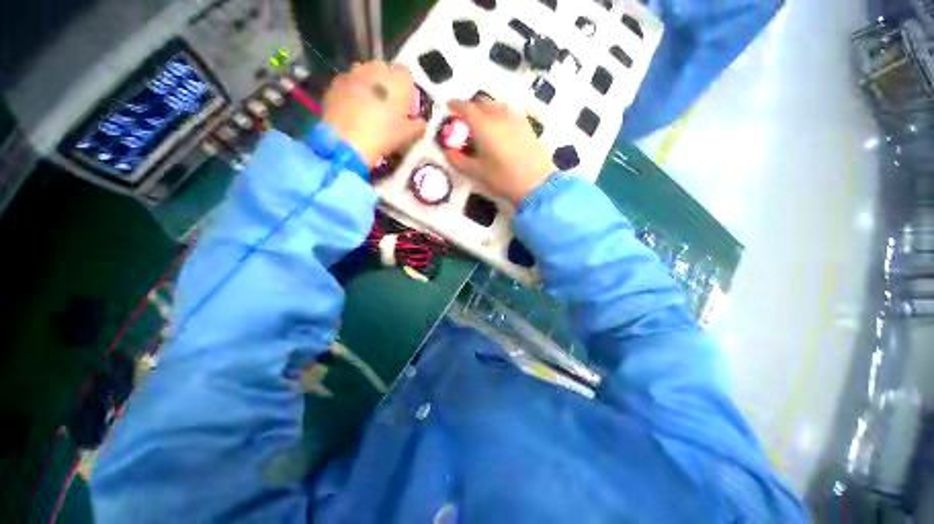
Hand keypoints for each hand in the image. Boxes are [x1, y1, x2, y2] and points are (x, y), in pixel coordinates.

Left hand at [322, 62, 426, 166]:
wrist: (347, 141)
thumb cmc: (384, 135)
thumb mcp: (408, 135)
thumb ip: (418, 126)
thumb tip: (421, 122)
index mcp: (398, 79)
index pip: (406, 74)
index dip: (406, 90)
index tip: (405, 107)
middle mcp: (375, 68)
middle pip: (384, 71)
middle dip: (386, 85)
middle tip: (386, 108)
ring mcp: (353, 73)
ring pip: (364, 75)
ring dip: (368, 87)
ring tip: (367, 109)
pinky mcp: (335, 83)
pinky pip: (348, 84)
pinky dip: (351, 93)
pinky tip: (352, 112)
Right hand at [444, 99, 554, 204]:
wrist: (536, 183)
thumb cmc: (503, 178)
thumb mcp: (477, 172)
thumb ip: (459, 161)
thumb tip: (447, 153)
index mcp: (483, 125)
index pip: (466, 108)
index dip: (456, 105)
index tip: (449, 106)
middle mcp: (499, 115)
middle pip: (482, 102)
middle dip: (471, 107)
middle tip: (466, 119)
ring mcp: (515, 118)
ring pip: (497, 105)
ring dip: (486, 109)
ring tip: (483, 123)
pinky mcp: (527, 125)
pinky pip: (509, 112)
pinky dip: (500, 114)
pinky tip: (501, 128)